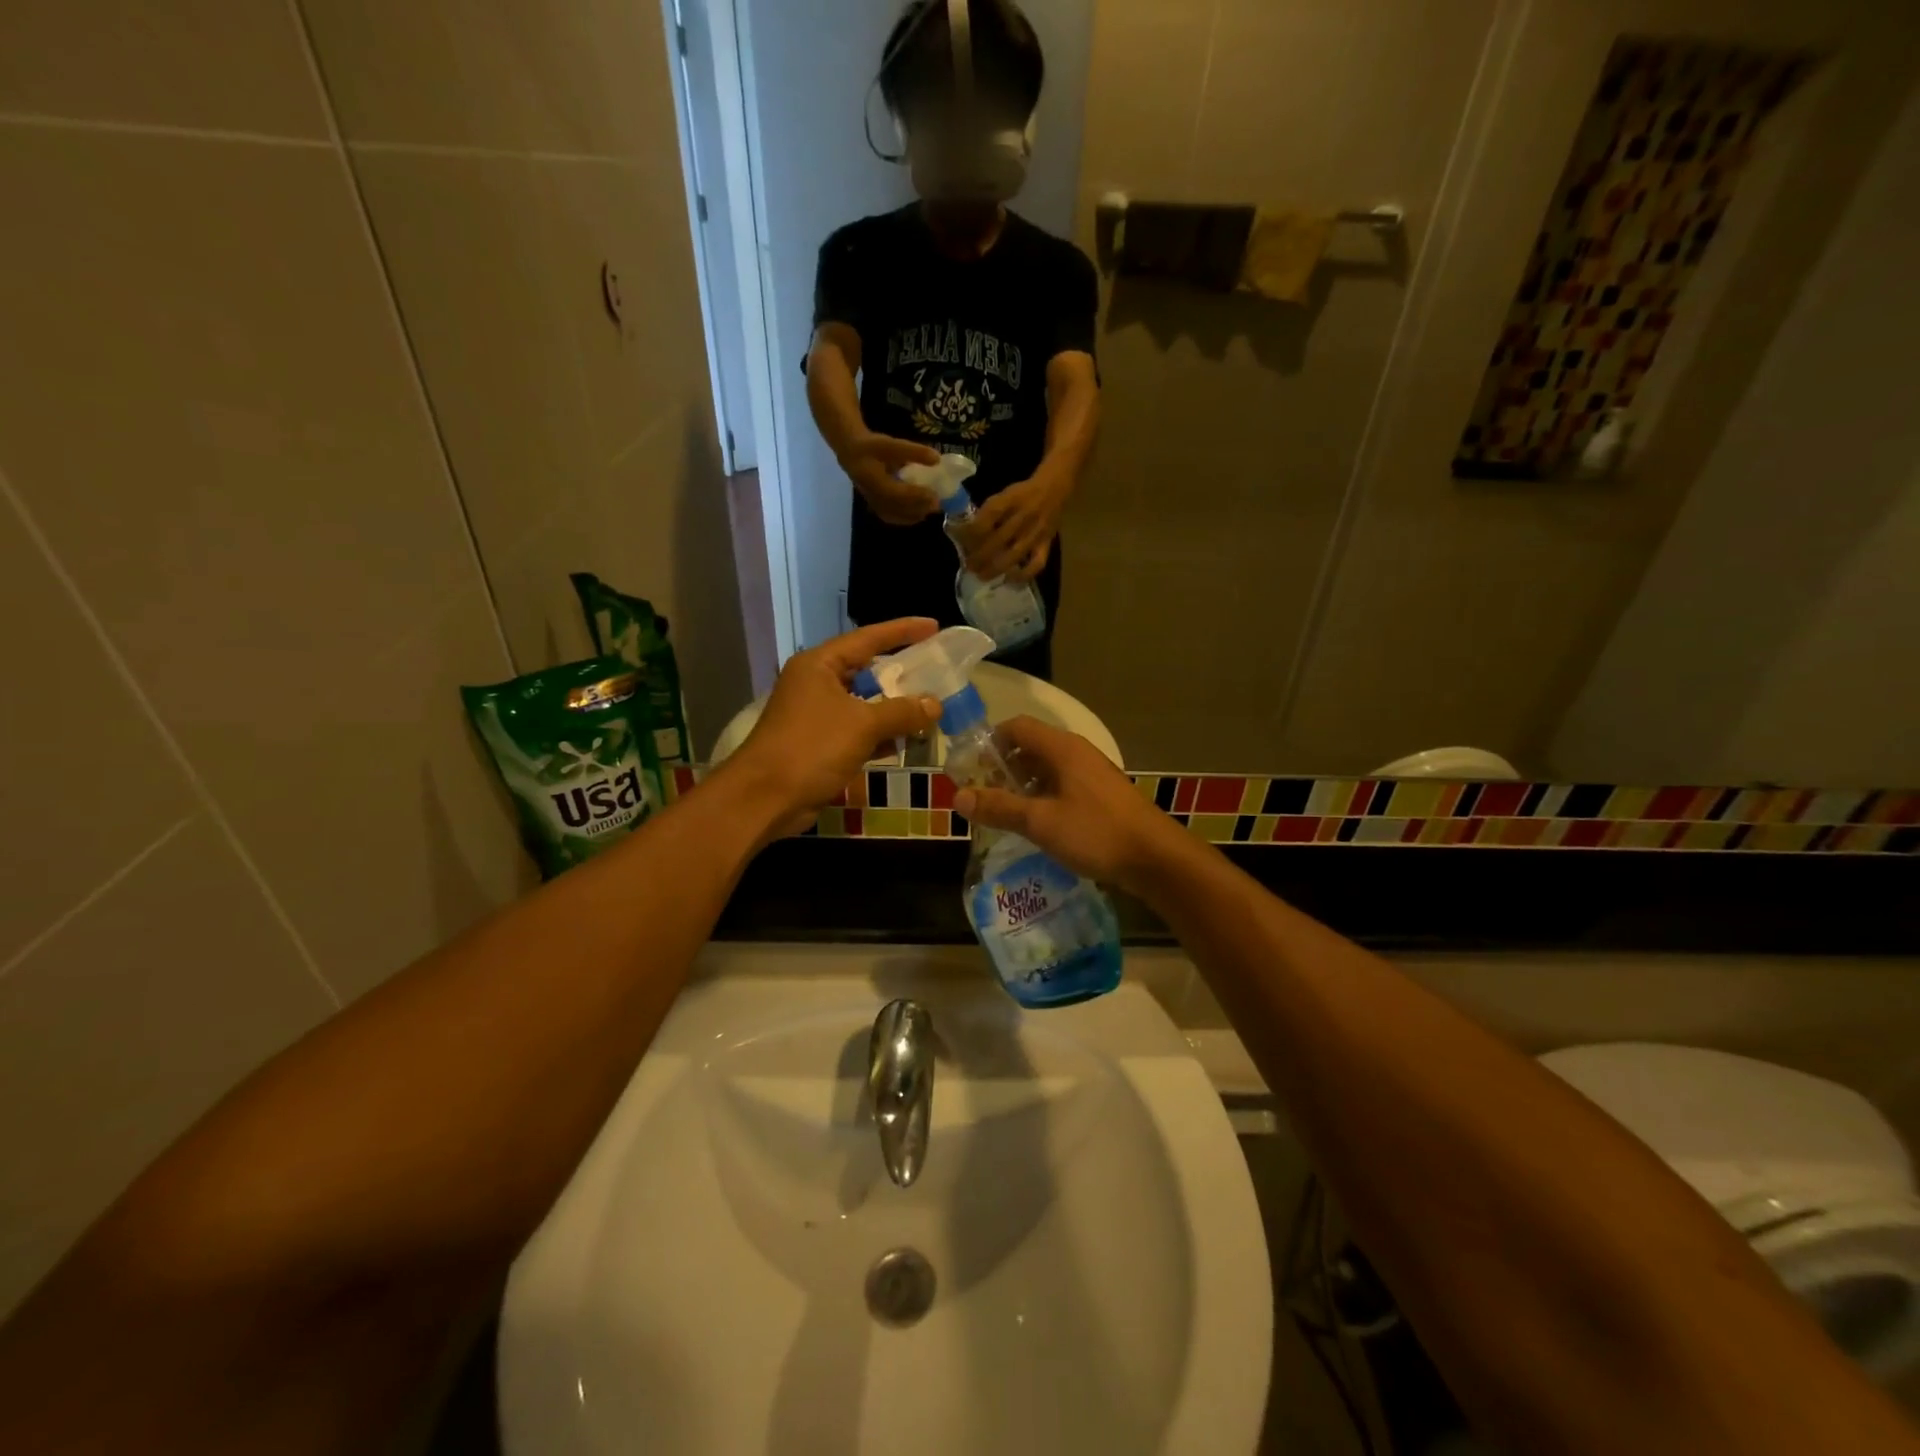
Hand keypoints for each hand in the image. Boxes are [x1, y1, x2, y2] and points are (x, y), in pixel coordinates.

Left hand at [727, 619, 942, 835]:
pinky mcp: (819, 744)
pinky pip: (858, 731)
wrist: (766, 798)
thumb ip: (902, 712)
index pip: (868, 638)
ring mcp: (816, 715)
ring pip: (864, 704)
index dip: (903, 631)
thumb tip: (935, 705)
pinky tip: (907, 741)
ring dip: (895, 708)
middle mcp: (816, 683)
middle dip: (902, 674)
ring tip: (931, 708)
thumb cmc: (812, 748)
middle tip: (937, 671)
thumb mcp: (863, 725)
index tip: (934, 626)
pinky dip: (881, 734)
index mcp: (820, 665)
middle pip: (867, 670)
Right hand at [839, 433, 942, 525]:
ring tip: (932, 508)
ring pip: (896, 515)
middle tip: (938, 503)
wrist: (851, 454)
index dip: (916, 496)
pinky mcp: (876, 507)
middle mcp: (872, 496)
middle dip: (919, 507)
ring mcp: (873, 504)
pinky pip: (893, 517)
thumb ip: (913, 451)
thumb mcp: (890, 444)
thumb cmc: (871, 447)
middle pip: (898, 508)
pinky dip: (908, 517)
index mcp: (873, 480)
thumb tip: (937, 459)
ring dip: (915, 514)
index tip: (934, 495)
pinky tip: (920, 513)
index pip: (897, 494)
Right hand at [953, 717, 1183, 894]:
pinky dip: (1043, 797)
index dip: (990, 743)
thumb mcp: (1040, 822)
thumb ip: (999, 807)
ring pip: (1047, 768)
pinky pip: (1063, 785)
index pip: (1016, 727)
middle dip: (1003, 768)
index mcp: (1062, 748)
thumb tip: (958, 796)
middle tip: (983, 795)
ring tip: (1004, 813)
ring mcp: (1092, 773)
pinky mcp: (1101, 795)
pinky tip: (1036, 825)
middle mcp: (1077, 753)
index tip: (971, 769)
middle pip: (1031, 747)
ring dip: (1023, 785)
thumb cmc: (1095, 832)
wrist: (1155, 858)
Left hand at [966, 474, 1065, 581]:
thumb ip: (988, 512)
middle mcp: (1023, 516)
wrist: (1054, 488)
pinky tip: (1009, 580)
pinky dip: (1023, 575)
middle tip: (968, 566)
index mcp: (1010, 500)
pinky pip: (1037, 564)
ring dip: (995, 568)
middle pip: (997, 540)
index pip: (986, 518)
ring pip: (1013, 555)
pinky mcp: (1046, 544)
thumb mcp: (1003, 494)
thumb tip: (967, 533)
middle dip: (979, 556)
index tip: (959, 541)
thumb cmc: (1022, 493)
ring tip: (982, 576)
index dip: (970, 532)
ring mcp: (1036, 532)